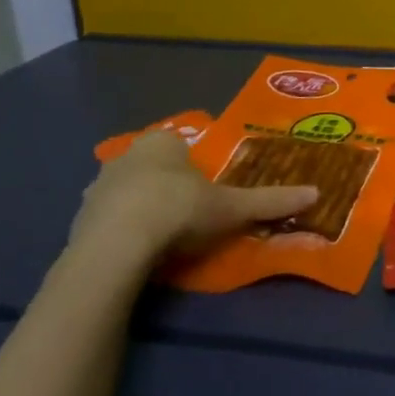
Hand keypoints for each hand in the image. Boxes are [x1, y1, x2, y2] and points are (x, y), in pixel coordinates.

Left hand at [69, 132, 316, 272]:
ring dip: (141, 209)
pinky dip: (120, 232)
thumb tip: (316, 194)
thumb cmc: (179, 211)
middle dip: (167, 186)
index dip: (195, 167)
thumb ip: (270, 200)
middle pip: (152, 167)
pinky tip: (137, 253)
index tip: (208, 192)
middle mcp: (125, 156)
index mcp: (162, 142)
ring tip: (163, 238)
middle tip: (188, 214)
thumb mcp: (232, 207)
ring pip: (126, 193)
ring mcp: (97, 188)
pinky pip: (107, 222)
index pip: (181, 145)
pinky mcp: (78, 221)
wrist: (116, 247)